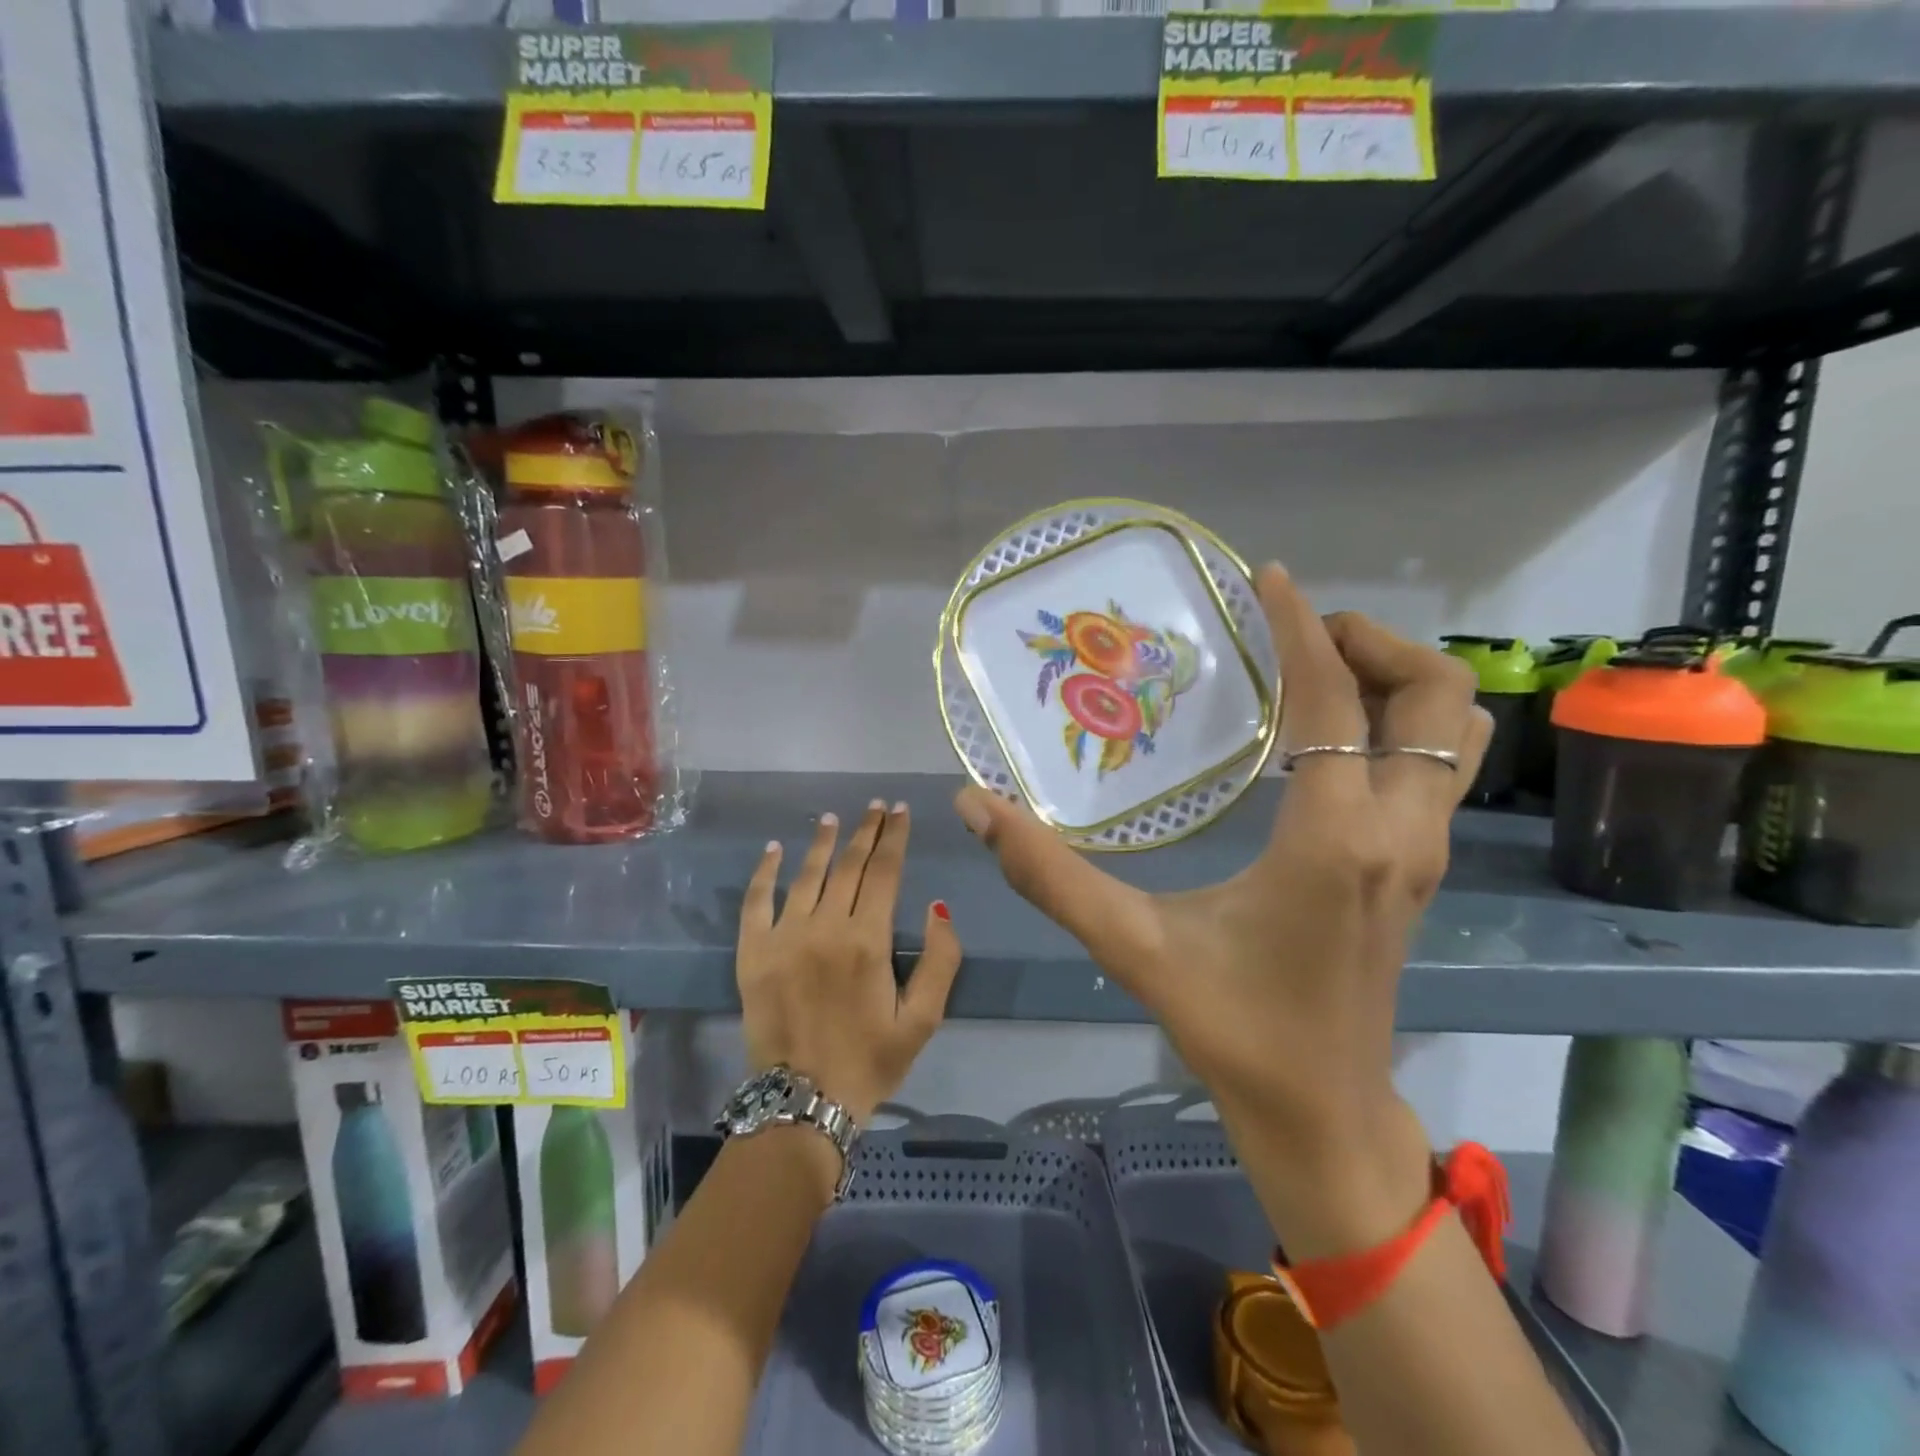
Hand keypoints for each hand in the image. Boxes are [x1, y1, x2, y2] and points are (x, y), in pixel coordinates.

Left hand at [738, 801, 962, 1124]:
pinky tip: (774, 849)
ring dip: (822, 842)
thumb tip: (937, 905)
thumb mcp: (923, 1020)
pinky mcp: (752, 952)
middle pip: (849, 865)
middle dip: (866, 831)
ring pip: (807, 874)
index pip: (885, 872)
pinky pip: (756, 901)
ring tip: (833, 818)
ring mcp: (784, 936)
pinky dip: (766, 872)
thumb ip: (941, 960)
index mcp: (868, 940)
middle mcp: (826, 927)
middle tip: (875, 807)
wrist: (802, 1103)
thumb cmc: (870, 1061)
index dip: (895, 838)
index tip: (901, 812)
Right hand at [954, 567, 1489, 1244]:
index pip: (1331, 703)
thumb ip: (1050, 874)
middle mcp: (1400, 833)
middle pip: (1437, 698)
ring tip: (1319, 673)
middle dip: (1375, 644)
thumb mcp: (1131, 946)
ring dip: (1399, 682)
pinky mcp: (1420, 870)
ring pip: (1456, 732)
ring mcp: (1423, 853)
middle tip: (1298, 635)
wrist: (1321, 1112)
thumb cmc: (1233, 1028)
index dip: (1300, 629)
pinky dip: (1397, 725)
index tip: (1267, 578)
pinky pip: (1435, 768)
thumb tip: (974, 805)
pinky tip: (1325, 741)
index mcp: (1335, 840)